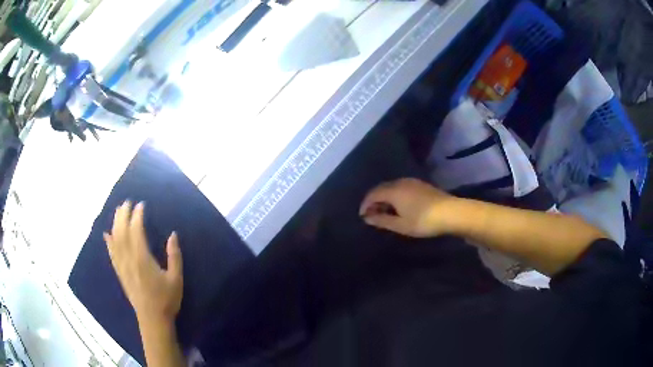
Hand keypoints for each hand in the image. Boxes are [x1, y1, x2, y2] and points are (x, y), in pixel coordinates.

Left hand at [104, 201, 182, 323]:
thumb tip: (173, 235)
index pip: (136, 230)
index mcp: (142, 258)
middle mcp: (129, 258)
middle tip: (127, 202)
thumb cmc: (166, 299)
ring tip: (118, 211)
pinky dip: (108, 242)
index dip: (137, 215)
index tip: (141, 205)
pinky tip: (107, 234)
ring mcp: (122, 265)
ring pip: (115, 239)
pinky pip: (111, 253)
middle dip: (123, 214)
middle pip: (122, 231)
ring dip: (115, 223)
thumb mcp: (176, 279)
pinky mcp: (120, 272)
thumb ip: (174, 256)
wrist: (153, 319)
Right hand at [359, 178, 459, 237]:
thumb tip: (367, 217)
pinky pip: (401, 187)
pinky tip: (399, 207)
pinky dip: (395, 196)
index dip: (365, 204)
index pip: (373, 194)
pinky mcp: (421, 185)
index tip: (362, 216)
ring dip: (385, 198)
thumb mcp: (400, 225)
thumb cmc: (423, 221)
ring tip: (385, 213)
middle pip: (382, 188)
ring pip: (392, 187)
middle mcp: (401, 182)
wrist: (451, 212)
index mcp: (393, 190)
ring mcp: (412, 182)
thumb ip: (382, 220)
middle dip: (374, 201)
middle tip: (372, 215)